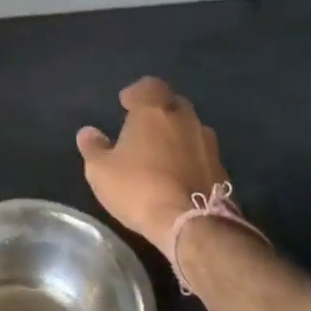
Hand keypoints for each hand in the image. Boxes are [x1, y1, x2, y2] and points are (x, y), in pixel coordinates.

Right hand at [77, 77, 229, 250]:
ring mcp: (208, 145)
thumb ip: (93, 147)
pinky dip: (190, 159)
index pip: (149, 86)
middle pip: (173, 103)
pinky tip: (178, 176)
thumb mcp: (101, 170)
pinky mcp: (222, 171)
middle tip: (143, 127)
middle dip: (159, 111)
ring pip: (191, 129)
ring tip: (161, 153)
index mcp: (154, 111)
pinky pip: (201, 155)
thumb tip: (88, 132)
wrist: (193, 225)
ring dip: (177, 135)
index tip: (126, 104)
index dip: (137, 93)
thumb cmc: (139, 188)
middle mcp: (185, 120)